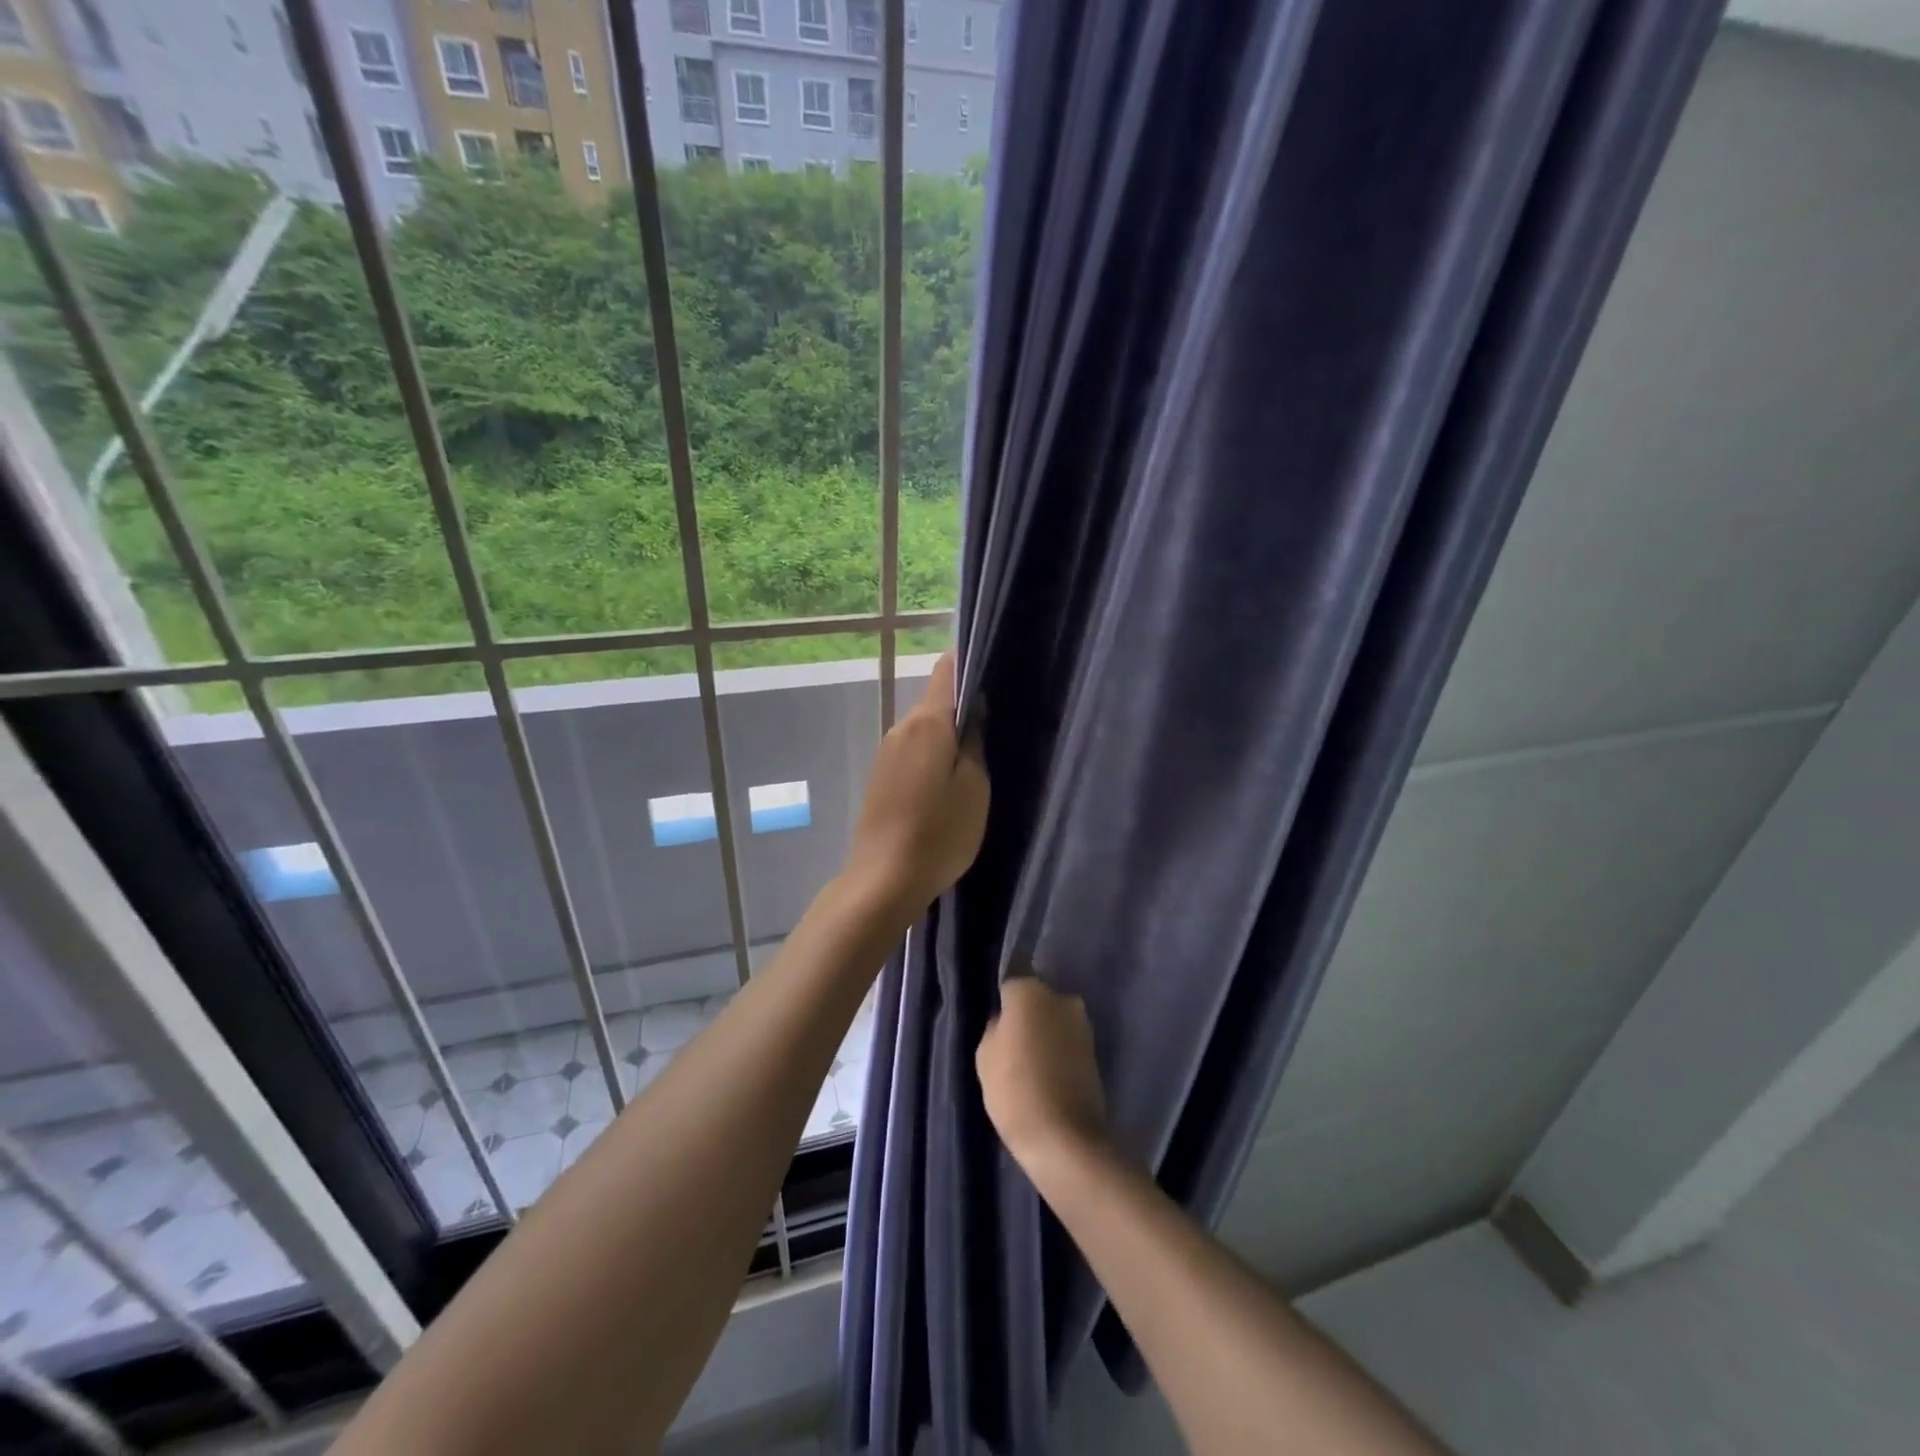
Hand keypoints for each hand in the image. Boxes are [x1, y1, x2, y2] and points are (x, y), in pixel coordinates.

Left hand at [843, 651, 988, 921]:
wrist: (883, 880)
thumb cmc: (939, 833)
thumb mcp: (974, 787)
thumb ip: (974, 742)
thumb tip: (974, 710)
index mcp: (926, 724)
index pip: (945, 671)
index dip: (968, 662)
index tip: (994, 666)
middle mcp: (900, 729)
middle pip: (935, 702)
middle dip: (963, 707)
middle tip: (998, 723)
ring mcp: (886, 755)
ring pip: (925, 731)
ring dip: (948, 737)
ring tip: (978, 757)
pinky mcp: (881, 779)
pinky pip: (913, 753)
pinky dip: (933, 757)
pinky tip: (948, 783)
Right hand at [977, 978, 1108, 1173]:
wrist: (1065, 1140)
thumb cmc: (1015, 1091)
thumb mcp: (985, 1057)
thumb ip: (995, 1029)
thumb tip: (1007, 1023)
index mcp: (1030, 991)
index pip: (1011, 984)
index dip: (1003, 1004)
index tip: (998, 1025)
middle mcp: (1061, 998)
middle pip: (1036, 1000)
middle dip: (1027, 1016)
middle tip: (1012, 1045)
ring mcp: (1083, 1024)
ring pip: (1055, 1021)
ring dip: (1045, 1034)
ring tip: (1030, 1065)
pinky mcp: (1096, 1051)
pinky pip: (1068, 1043)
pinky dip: (1059, 1053)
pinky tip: (1047, 1076)